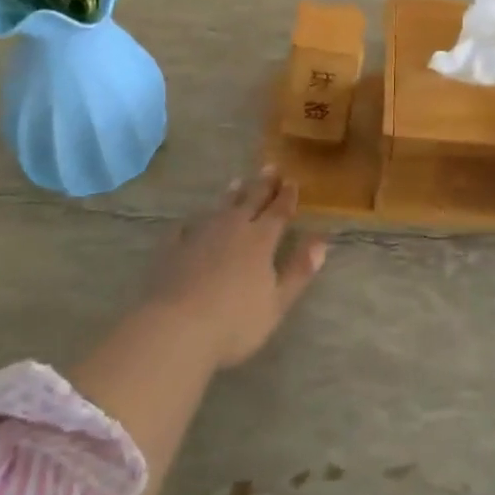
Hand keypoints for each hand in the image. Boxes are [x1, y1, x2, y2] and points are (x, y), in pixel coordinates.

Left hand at [146, 168, 326, 369]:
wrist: (176, 327)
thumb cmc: (234, 322)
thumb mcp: (277, 302)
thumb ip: (299, 270)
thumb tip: (321, 240)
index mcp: (260, 240)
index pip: (278, 211)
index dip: (287, 196)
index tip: (292, 181)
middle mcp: (232, 228)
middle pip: (251, 200)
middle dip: (263, 184)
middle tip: (270, 167)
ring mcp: (200, 234)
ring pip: (220, 207)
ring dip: (232, 194)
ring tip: (237, 182)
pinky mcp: (174, 247)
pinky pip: (186, 227)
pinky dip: (193, 221)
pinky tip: (191, 222)